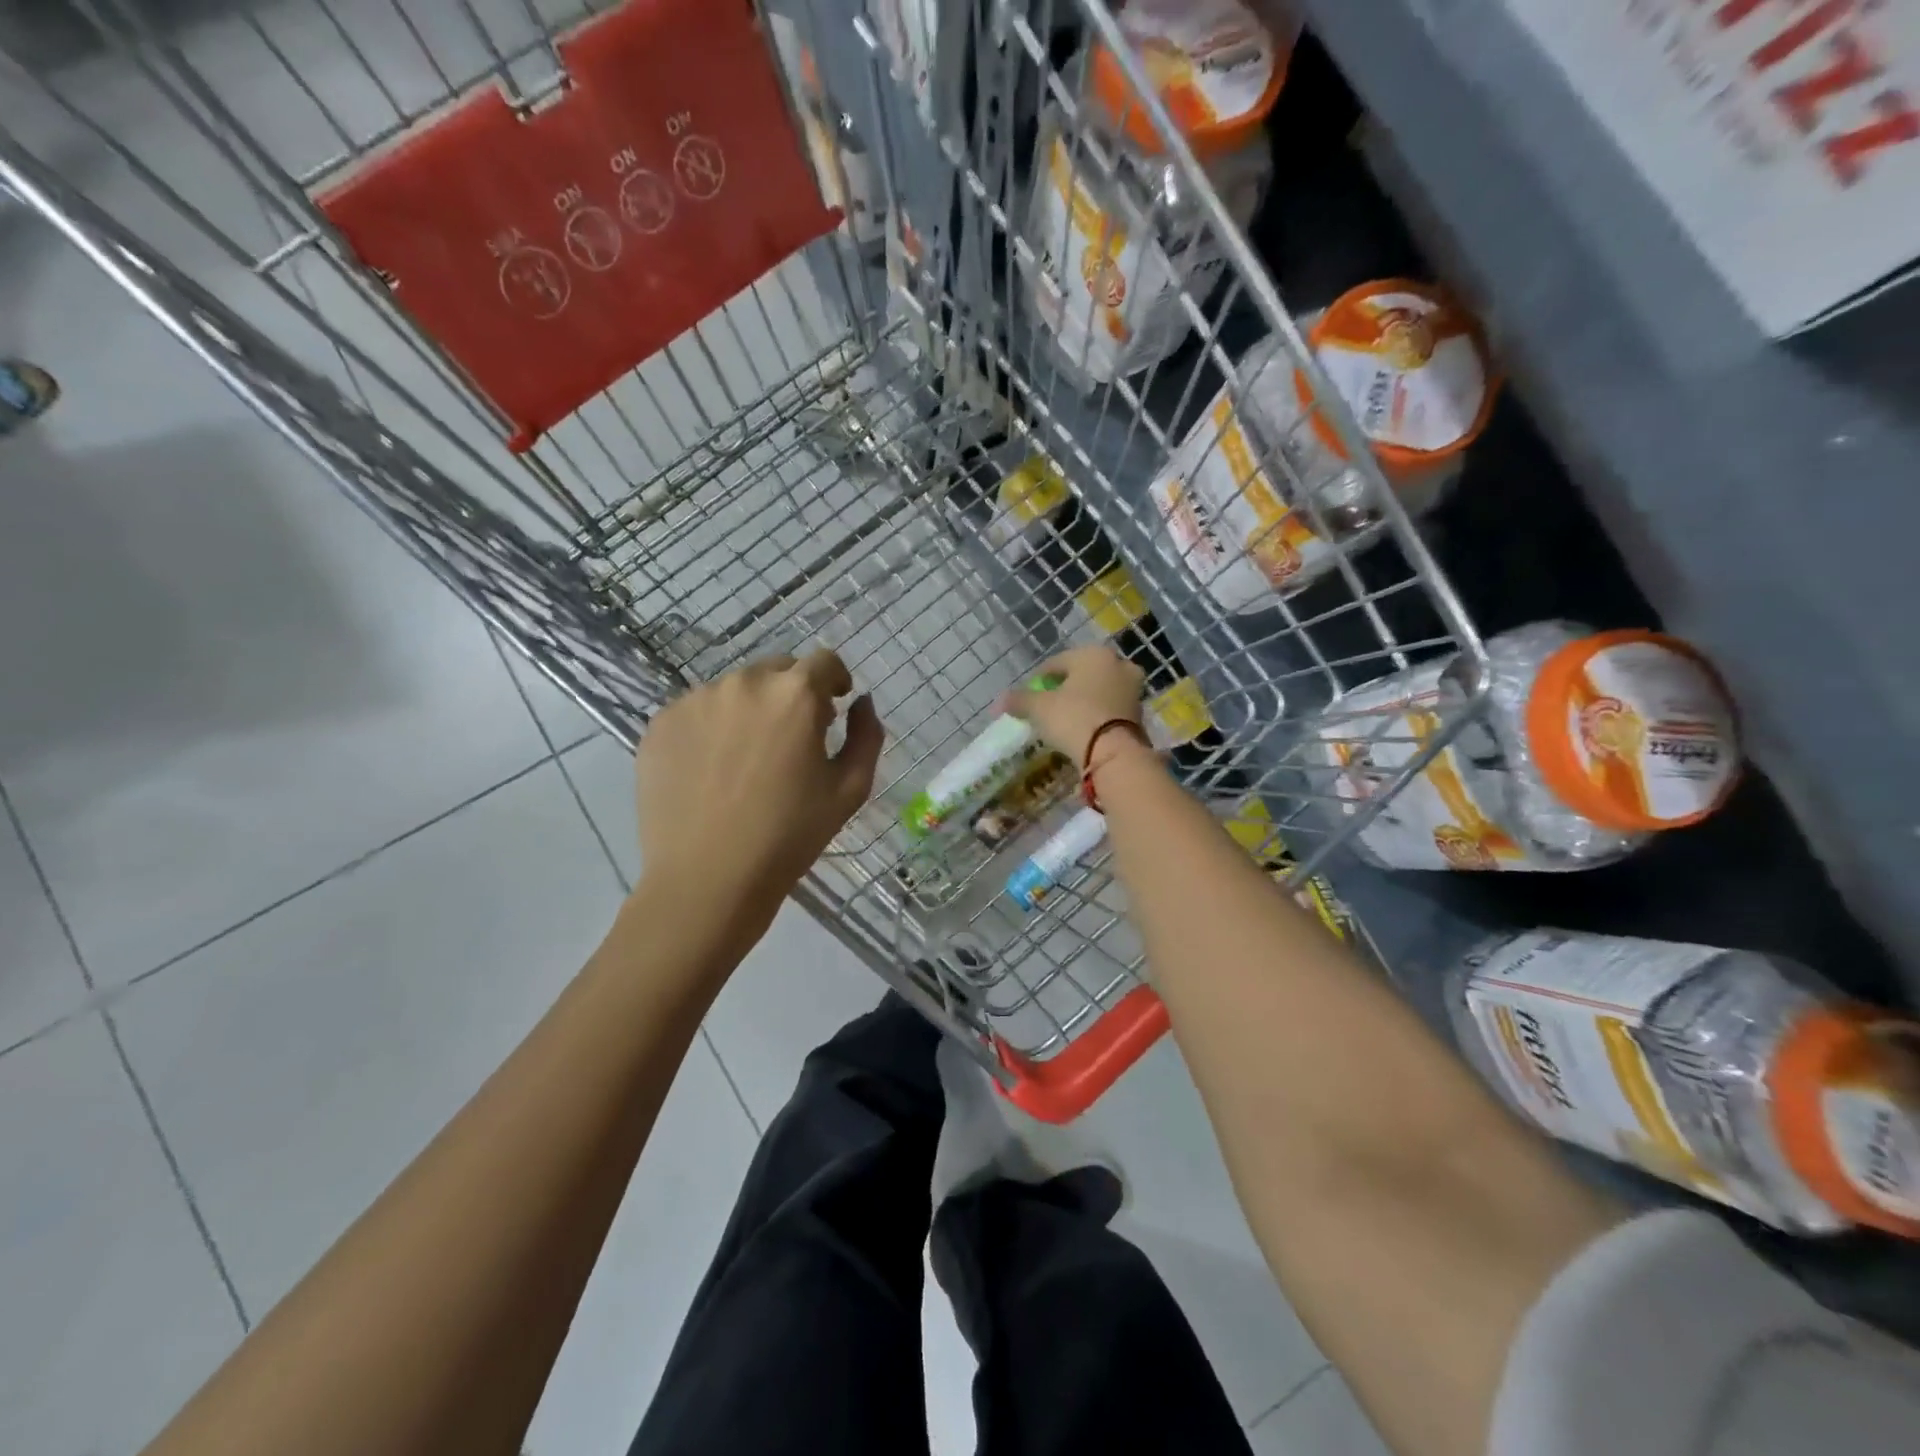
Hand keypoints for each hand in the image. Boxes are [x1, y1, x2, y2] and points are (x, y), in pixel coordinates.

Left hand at [635, 649, 883, 915]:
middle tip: (792, 739)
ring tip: (747, 760)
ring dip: (750, 710)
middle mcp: (744, 683)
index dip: (835, 680)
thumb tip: (860, 703)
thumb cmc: (790, 836)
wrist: (708, 879)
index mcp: (795, 694)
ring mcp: (695, 700)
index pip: (824, 661)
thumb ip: (867, 735)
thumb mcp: (850, 789)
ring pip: (735, 690)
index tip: (834, 706)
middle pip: (777, 670)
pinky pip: (698, 711)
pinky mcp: (660, 723)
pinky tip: (713, 771)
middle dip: (792, 694)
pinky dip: (712, 728)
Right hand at [1002, 644, 1146, 764]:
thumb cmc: (1073, 718)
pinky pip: (1110, 708)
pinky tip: (1085, 729)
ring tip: (1066, 719)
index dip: (1039, 679)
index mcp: (1092, 654)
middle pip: (1081, 674)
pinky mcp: (1140, 712)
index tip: (1027, 696)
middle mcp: (1117, 664)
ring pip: (1099, 690)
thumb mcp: (1039, 708)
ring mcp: (1133, 688)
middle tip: (1048, 707)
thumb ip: (1019, 700)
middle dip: (1065, 688)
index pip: (1057, 662)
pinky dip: (1097, 714)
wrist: (1113, 752)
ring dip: (1083, 701)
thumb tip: (1001, 700)